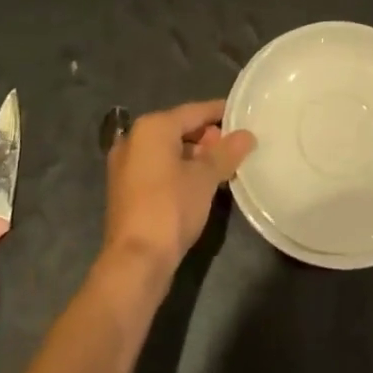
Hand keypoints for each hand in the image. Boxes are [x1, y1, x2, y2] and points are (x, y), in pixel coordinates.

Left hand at [103, 100, 253, 280]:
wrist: (136, 260)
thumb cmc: (171, 208)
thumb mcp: (205, 178)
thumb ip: (226, 152)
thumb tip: (247, 135)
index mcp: (151, 128)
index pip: (193, 111)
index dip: (219, 112)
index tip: (242, 114)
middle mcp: (134, 139)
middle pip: (179, 129)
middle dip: (208, 137)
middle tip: (236, 146)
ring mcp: (126, 165)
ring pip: (168, 150)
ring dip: (195, 156)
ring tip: (223, 166)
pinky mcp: (126, 189)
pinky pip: (159, 167)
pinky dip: (179, 170)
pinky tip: (201, 183)